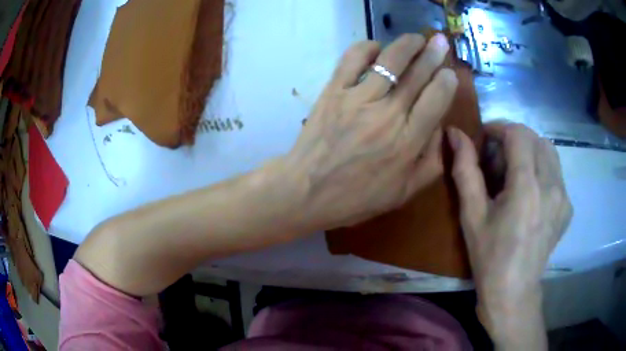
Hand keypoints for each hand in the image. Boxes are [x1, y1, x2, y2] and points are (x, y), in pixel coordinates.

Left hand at [284, 33, 457, 230]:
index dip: (446, 81)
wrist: (307, 191)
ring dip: (407, 44)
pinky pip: (352, 59)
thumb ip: (431, 162)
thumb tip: (441, 128)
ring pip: (389, 61)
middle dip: (433, 54)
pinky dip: (367, 48)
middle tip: (441, 42)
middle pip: (417, 75)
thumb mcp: (404, 192)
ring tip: (416, 38)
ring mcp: (357, 99)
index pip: (436, 100)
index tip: (450, 72)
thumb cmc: (357, 197)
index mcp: (407, 142)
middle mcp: (387, 115)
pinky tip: (377, 49)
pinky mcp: (333, 91)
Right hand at [448, 123, 572, 347]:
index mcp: (526, 187)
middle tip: (498, 159)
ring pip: (549, 152)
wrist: (513, 291)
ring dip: (531, 151)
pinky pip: (557, 173)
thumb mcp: (472, 215)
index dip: (499, 128)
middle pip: (536, 138)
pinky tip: (532, 194)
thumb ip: (465, 169)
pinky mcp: (568, 207)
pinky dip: (542, 170)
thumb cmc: (489, 257)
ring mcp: (563, 197)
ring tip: (516, 173)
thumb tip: (454, 133)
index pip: (518, 134)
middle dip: (514, 139)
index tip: (485, 139)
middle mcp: (551, 186)